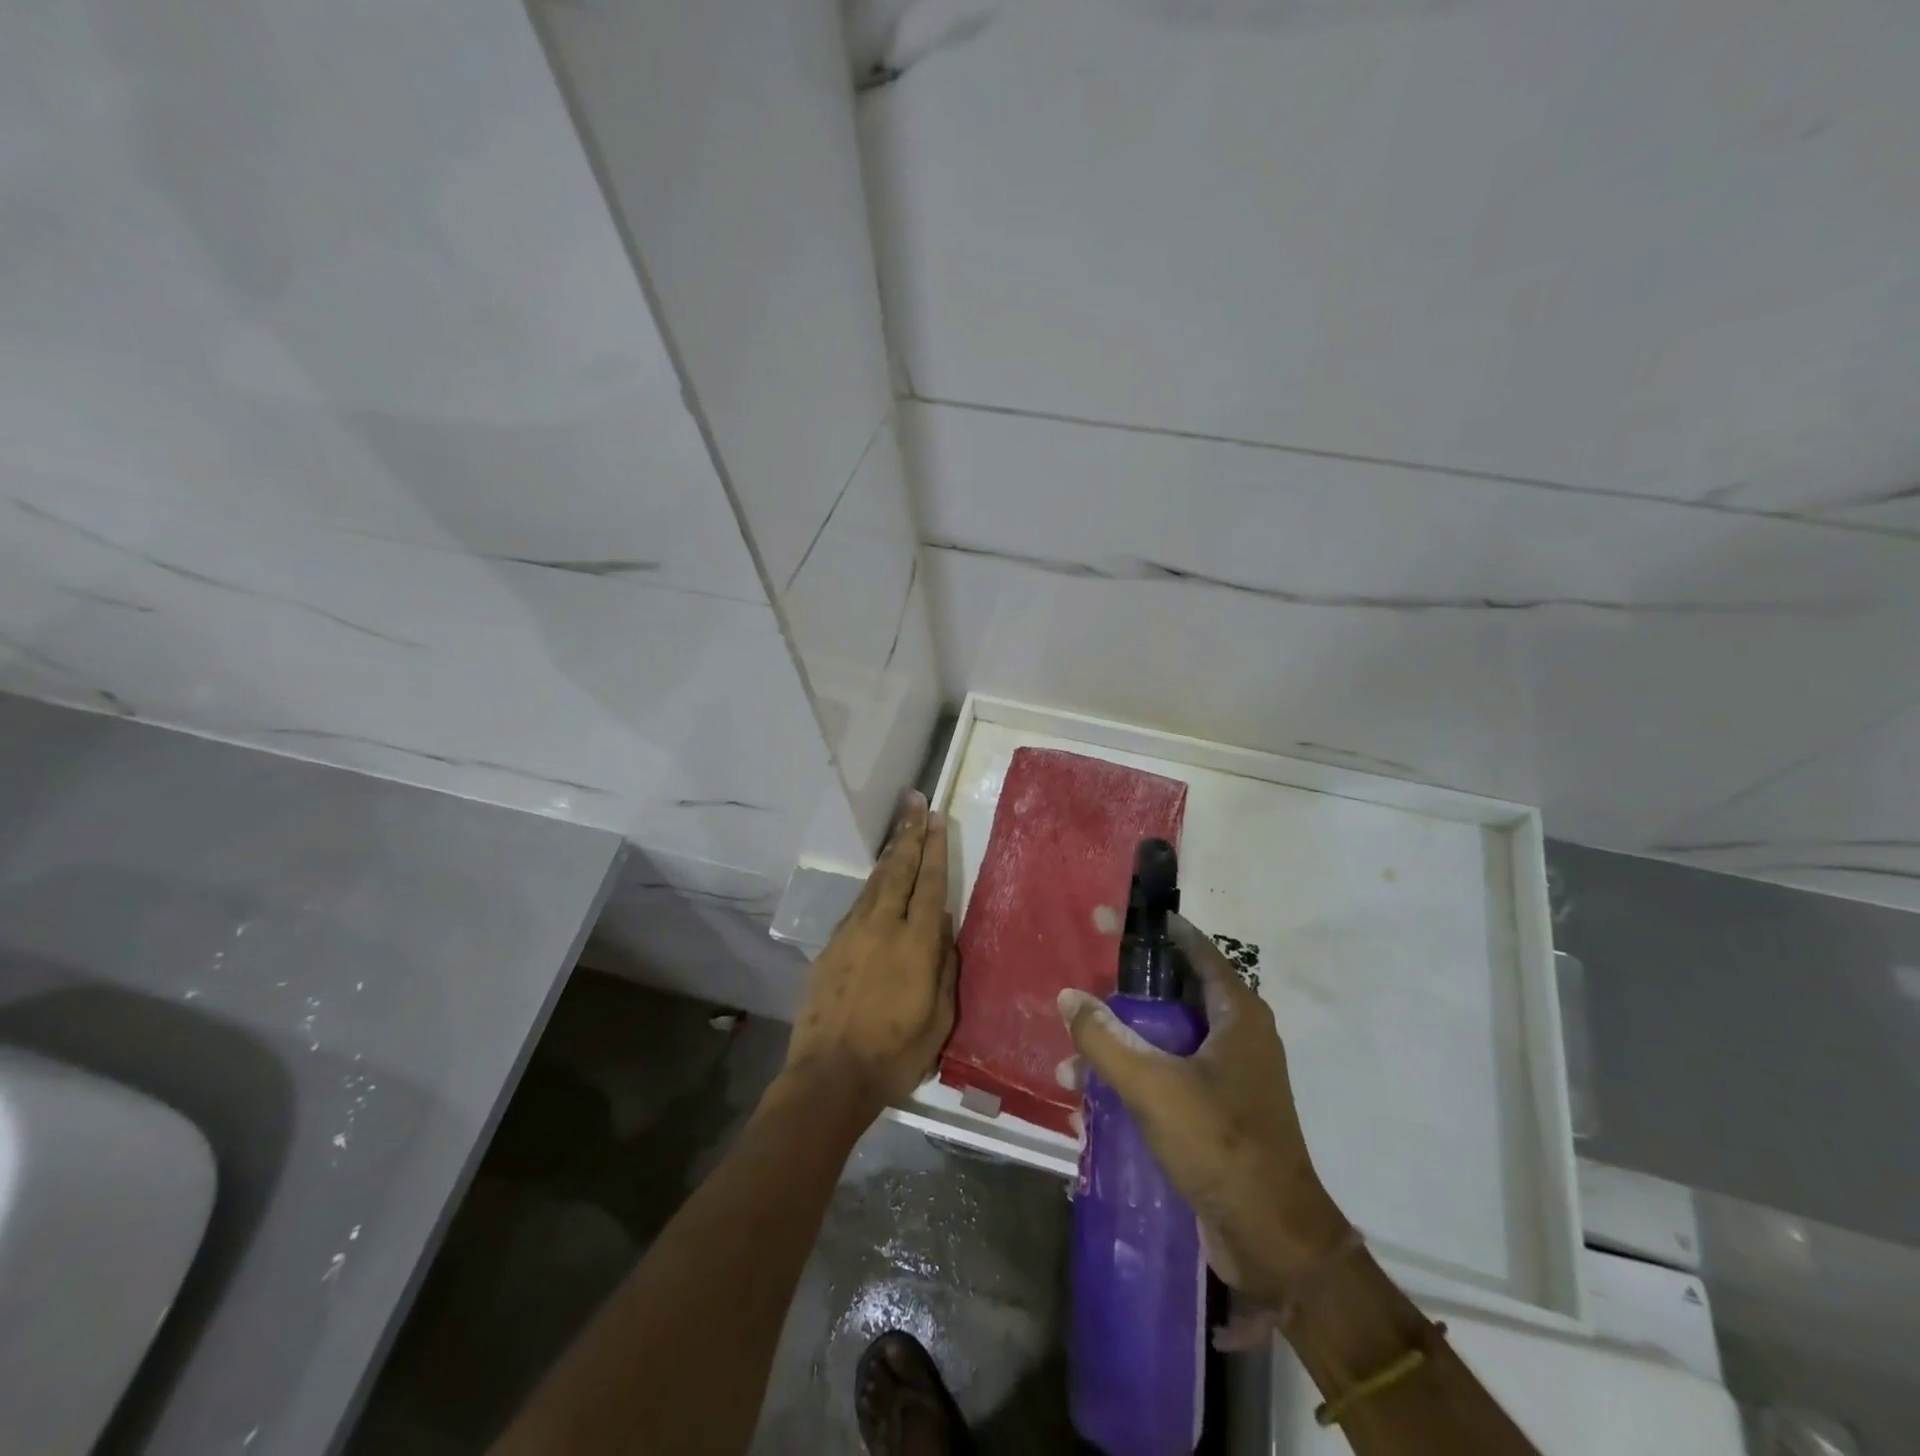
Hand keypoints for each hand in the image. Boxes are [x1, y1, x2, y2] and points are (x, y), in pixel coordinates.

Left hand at [785, 792, 956, 1113]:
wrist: (829, 1077)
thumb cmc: (895, 1054)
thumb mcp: (939, 1018)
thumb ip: (944, 965)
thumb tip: (942, 925)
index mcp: (915, 944)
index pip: (929, 884)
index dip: (934, 849)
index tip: (937, 818)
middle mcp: (882, 927)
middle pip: (898, 870)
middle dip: (909, 834)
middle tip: (915, 802)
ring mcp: (851, 934)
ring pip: (874, 884)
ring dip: (889, 855)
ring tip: (900, 831)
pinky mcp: (830, 948)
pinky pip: (856, 907)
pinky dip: (871, 887)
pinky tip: (876, 884)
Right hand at [1058, 913, 1348, 1301]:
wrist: (1273, 1239)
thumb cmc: (1220, 1143)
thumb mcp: (1154, 1085)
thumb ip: (1106, 1038)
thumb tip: (1069, 995)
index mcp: (1236, 1014)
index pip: (1196, 950)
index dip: (1158, 929)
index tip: (1119, 916)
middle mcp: (1236, 1036)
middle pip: (1174, 993)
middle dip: (1125, 990)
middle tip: (1083, 977)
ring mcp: (1229, 1076)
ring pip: (1166, 1040)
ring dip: (1121, 1045)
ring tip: (1072, 1057)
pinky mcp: (1218, 1112)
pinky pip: (1169, 1078)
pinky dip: (1134, 1080)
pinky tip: (1091, 1103)